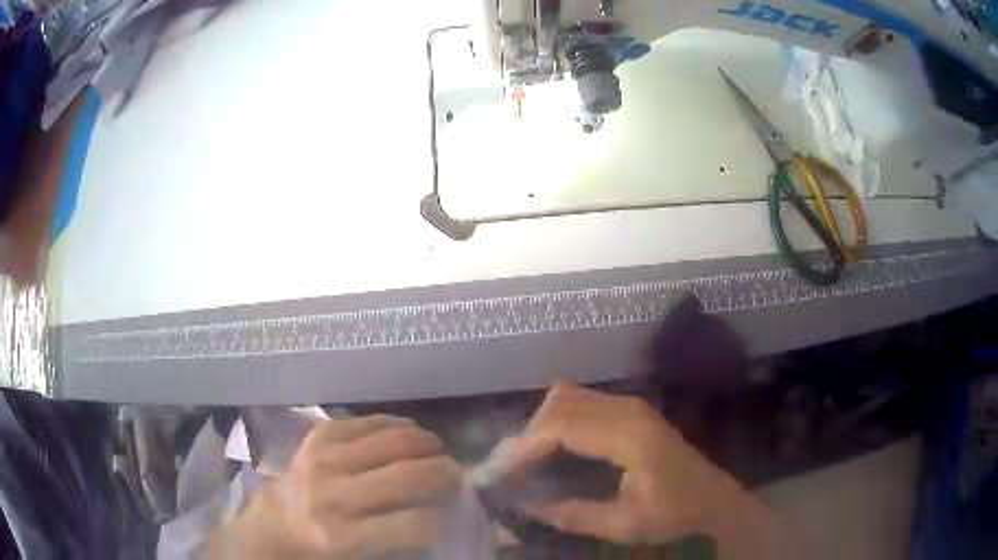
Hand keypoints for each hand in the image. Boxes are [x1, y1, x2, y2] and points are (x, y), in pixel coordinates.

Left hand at [211, 415, 461, 558]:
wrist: (276, 521)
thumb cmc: (323, 549)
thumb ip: (399, 541)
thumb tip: (442, 513)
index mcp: (343, 538)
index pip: (416, 524)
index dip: (443, 516)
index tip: (450, 512)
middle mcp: (334, 496)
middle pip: (409, 475)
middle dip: (445, 473)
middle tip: (455, 475)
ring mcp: (324, 459)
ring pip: (394, 441)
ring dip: (428, 444)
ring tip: (439, 452)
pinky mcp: (319, 435)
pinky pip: (371, 421)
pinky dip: (399, 426)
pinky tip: (411, 435)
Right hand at [477, 383, 783, 555]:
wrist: (713, 498)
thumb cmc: (674, 513)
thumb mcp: (625, 524)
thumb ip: (575, 515)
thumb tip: (527, 508)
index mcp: (629, 435)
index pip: (561, 427)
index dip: (525, 446)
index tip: (499, 471)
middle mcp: (627, 409)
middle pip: (560, 403)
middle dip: (528, 433)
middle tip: (509, 468)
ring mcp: (631, 405)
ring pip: (569, 396)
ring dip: (542, 424)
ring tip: (525, 459)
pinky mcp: (631, 411)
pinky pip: (582, 402)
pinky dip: (558, 420)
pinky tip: (551, 447)